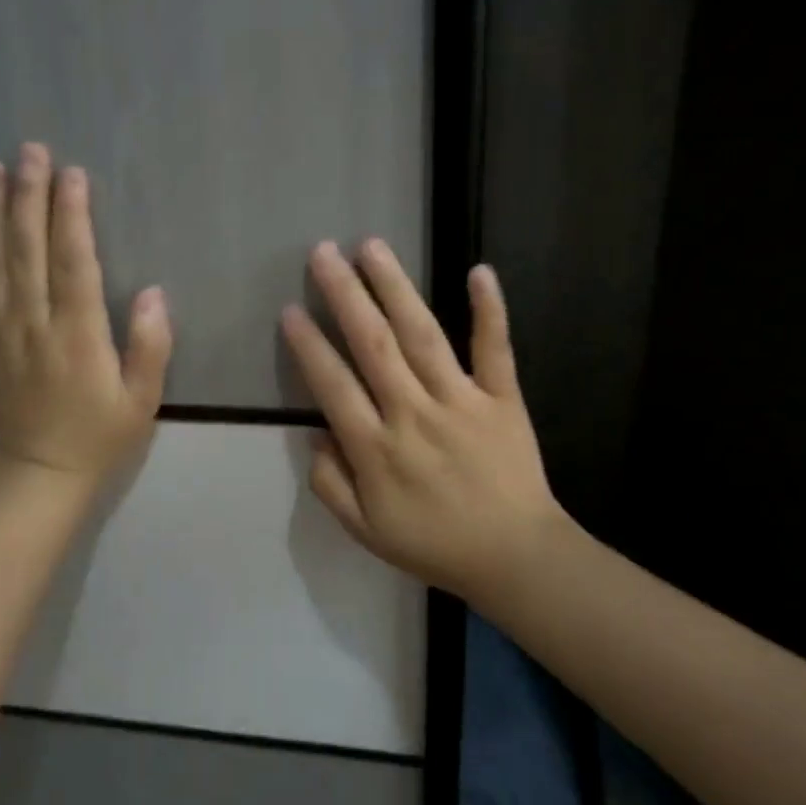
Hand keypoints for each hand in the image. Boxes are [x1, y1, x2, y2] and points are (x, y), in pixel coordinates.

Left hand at [0, 144, 171, 483]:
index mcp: (78, 334)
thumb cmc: (100, 435)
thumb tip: (153, 292)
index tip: (71, 173)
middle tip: (29, 151)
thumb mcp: (142, 398)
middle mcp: (34, 324)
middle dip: (29, 196)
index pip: (74, 261)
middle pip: (28, 250)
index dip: (72, 214)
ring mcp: (0, 334)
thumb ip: (150, 345)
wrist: (41, 475)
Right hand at [280, 240, 563, 599]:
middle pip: (373, 345)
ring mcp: (461, 401)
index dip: (309, 346)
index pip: (333, 386)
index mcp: (376, 449)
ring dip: (395, 288)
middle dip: (344, 296)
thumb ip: (330, 484)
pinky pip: (494, 349)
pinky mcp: (503, 398)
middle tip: (322, 253)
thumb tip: (314, 433)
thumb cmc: (435, 544)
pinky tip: (478, 271)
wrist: (515, 557)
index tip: (290, 310)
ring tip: (372, 247)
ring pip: (422, 335)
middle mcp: (414, 414)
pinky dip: (489, 310)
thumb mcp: (365, 532)